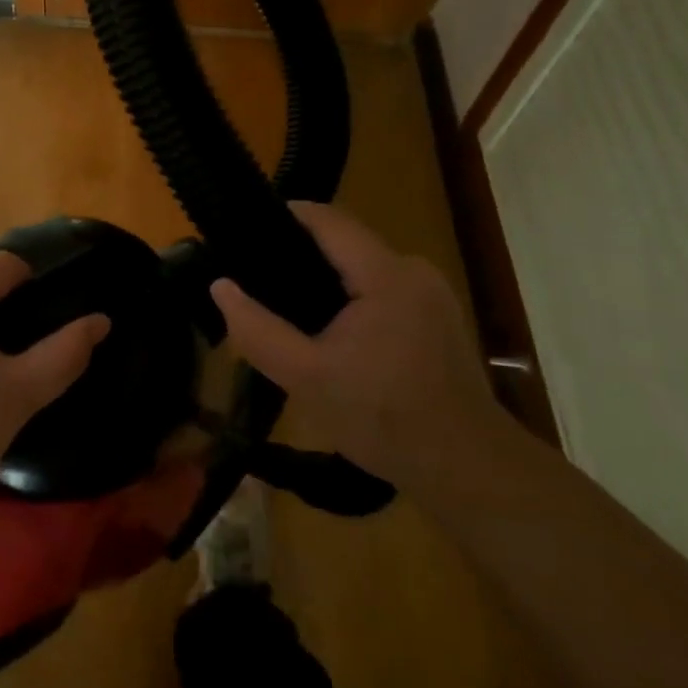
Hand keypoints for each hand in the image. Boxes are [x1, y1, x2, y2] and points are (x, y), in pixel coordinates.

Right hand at [209, 202, 507, 488]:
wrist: (468, 470)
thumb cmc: (385, 420)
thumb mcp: (306, 378)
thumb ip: (257, 330)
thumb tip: (220, 286)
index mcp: (386, 274)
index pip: (327, 219)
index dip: (283, 216)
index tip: (243, 233)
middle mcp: (413, 269)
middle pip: (344, 243)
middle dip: (299, 256)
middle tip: (257, 284)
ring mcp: (432, 292)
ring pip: (362, 268)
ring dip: (325, 282)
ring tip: (286, 310)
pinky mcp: (438, 316)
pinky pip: (382, 289)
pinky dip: (351, 300)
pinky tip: (332, 334)